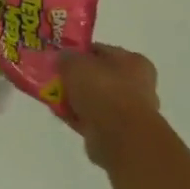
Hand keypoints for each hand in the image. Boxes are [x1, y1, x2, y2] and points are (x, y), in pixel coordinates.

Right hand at [60, 44, 160, 167]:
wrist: (119, 137)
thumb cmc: (103, 90)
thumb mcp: (76, 63)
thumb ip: (66, 57)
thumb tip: (62, 58)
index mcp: (134, 62)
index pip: (101, 51)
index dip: (79, 52)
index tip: (59, 56)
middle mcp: (137, 85)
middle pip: (98, 76)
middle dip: (76, 78)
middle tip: (54, 77)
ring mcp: (128, 111)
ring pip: (94, 99)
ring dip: (75, 98)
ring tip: (52, 96)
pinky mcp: (118, 133)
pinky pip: (92, 118)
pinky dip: (77, 116)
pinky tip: (59, 113)